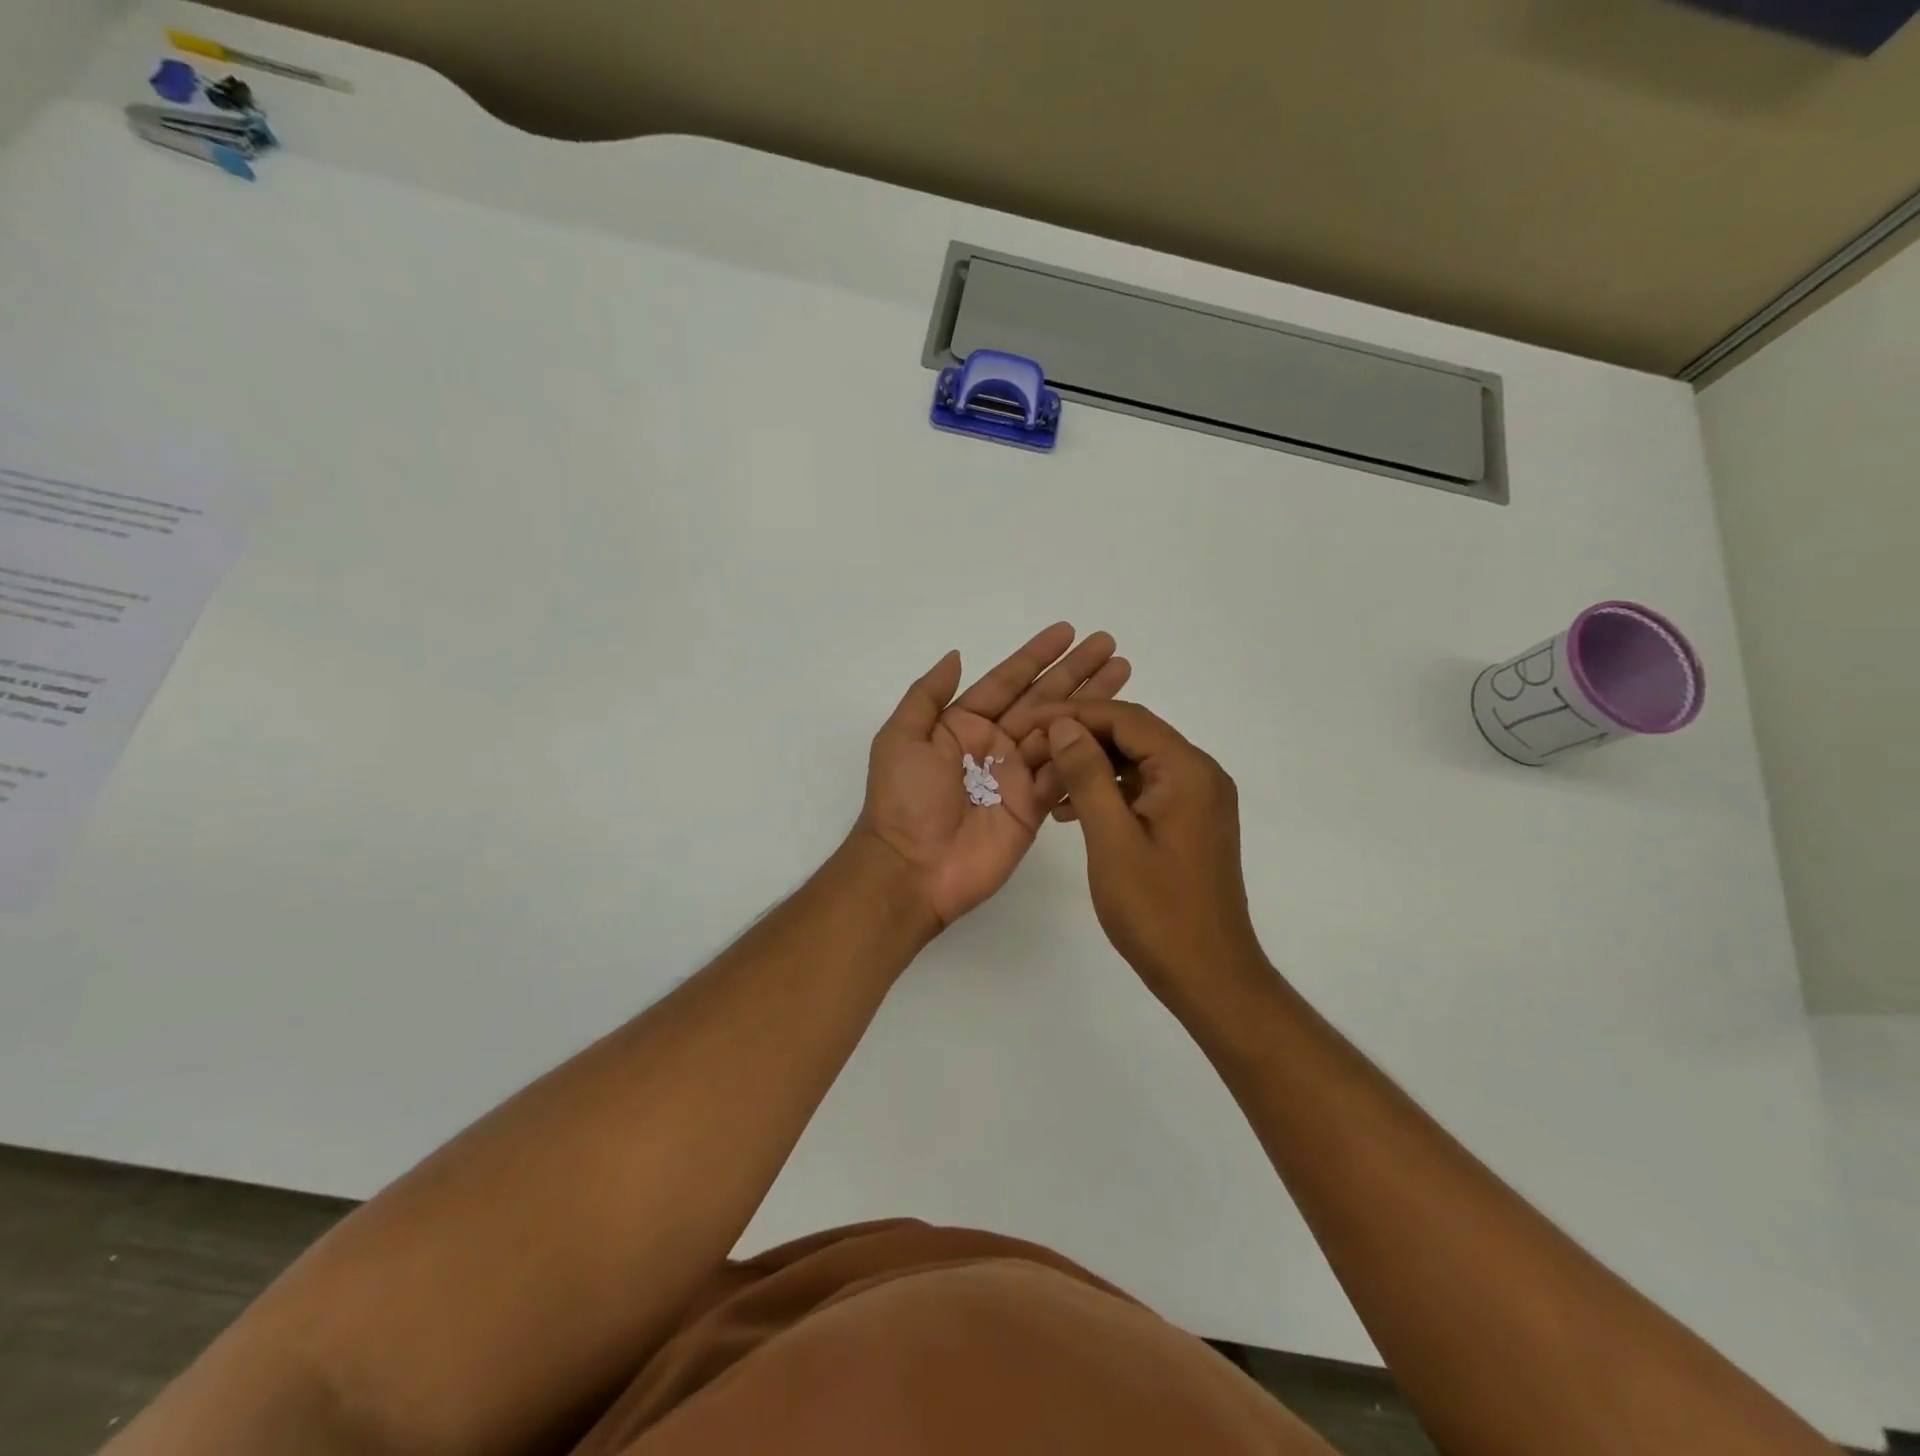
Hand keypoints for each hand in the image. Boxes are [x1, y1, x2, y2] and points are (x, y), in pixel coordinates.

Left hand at [857, 624, 1129, 927]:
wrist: (912, 868)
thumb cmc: (903, 799)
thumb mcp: (901, 737)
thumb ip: (928, 695)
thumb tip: (956, 655)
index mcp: (963, 724)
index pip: (1007, 681)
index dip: (1036, 656)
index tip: (1067, 631)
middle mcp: (994, 744)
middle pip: (1042, 699)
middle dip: (1075, 672)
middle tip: (1109, 645)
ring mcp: (1017, 775)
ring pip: (1061, 730)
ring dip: (1091, 704)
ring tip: (1122, 673)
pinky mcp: (1035, 806)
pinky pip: (1065, 772)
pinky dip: (1087, 750)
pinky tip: (1114, 725)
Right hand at [1041, 701, 1267, 1008]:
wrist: (1208, 976)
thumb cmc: (1157, 910)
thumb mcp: (1112, 838)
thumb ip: (1087, 775)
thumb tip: (1065, 725)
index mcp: (1187, 770)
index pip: (1126, 719)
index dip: (1073, 714)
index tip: (1028, 723)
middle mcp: (1200, 774)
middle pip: (1132, 736)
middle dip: (1079, 739)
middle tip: (1031, 753)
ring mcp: (1198, 799)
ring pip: (1135, 763)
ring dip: (1090, 767)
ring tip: (1044, 784)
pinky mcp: (1189, 822)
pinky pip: (1144, 790)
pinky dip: (1108, 792)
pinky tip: (1071, 811)